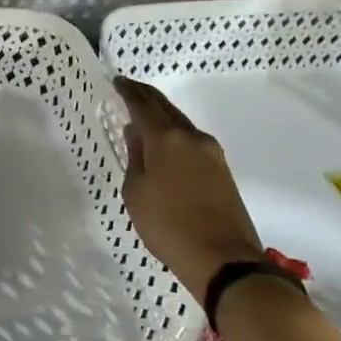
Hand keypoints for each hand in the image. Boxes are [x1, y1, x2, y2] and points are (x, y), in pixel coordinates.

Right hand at [115, 76, 263, 302]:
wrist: (223, 259)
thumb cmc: (168, 225)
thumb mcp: (136, 193)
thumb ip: (135, 157)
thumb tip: (136, 133)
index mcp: (167, 139)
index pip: (143, 105)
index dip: (129, 91)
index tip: (117, 81)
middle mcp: (192, 138)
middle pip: (166, 108)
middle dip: (147, 97)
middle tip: (129, 89)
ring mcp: (211, 153)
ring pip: (181, 124)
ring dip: (162, 116)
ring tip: (143, 116)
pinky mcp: (222, 170)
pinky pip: (191, 141)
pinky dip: (174, 135)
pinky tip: (164, 144)